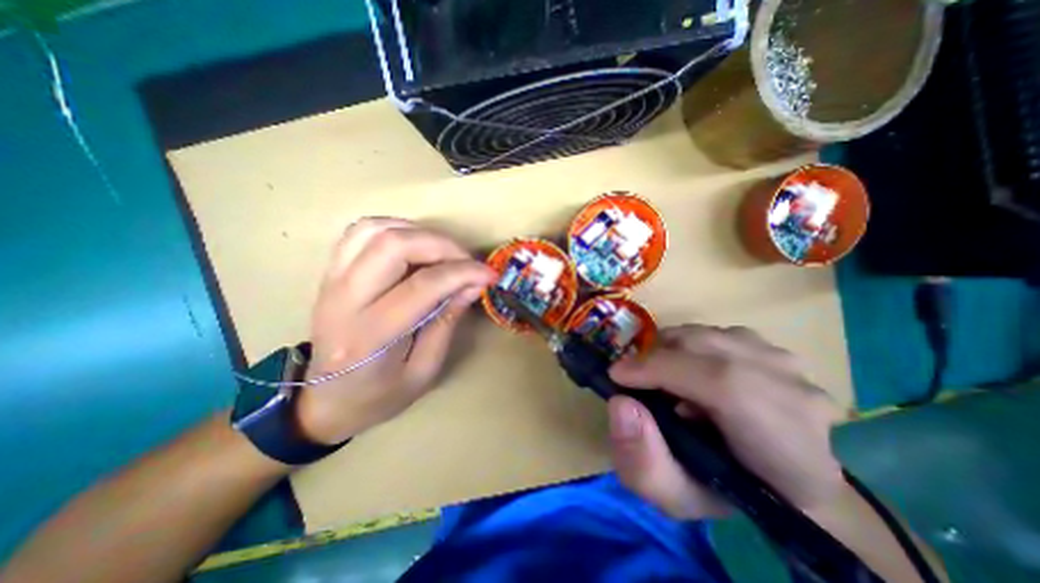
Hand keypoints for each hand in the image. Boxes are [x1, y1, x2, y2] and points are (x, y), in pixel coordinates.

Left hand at [295, 222, 499, 443]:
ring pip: (375, 230)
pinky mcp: (331, 272)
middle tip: (467, 261)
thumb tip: (473, 283)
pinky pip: (361, 231)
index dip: (463, 273)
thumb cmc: (379, 395)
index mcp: (370, 336)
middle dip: (442, 245)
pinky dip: (395, 228)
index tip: (489, 274)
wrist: (324, 400)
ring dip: (419, 233)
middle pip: (394, 245)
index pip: (423, 285)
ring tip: (444, 252)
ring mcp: (331, 280)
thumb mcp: (424, 370)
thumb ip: (448, 321)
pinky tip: (415, 244)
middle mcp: (344, 300)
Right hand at [607, 323, 847, 518]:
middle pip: (707, 347)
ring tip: (666, 381)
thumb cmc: (728, 493)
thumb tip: (621, 403)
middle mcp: (795, 392)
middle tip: (636, 381)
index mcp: (786, 447)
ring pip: (705, 335)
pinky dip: (688, 347)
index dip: (661, 370)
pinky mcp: (773, 347)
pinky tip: (690, 372)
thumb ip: (642, 461)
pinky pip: (713, 333)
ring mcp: (787, 363)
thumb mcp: (676, 497)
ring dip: (670, 352)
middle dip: (656, 359)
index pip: (724, 385)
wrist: (781, 478)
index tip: (617, 375)